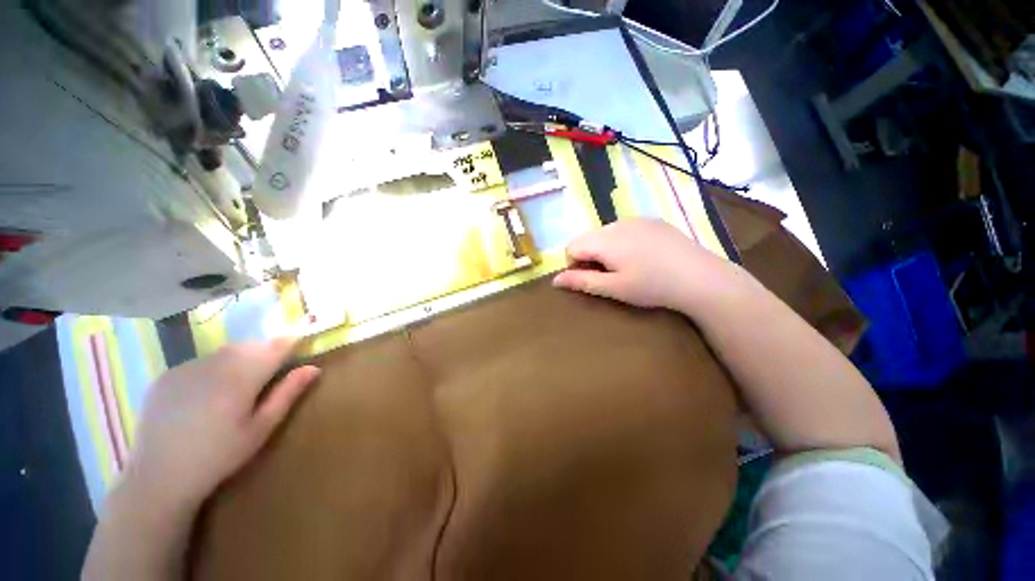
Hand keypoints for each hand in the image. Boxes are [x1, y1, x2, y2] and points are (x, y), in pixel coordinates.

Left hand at [123, 338, 319, 510]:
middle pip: (250, 345)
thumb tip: (313, 368)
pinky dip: (213, 368)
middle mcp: (214, 364)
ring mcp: (186, 367)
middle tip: (269, 373)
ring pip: (225, 351)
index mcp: (241, 377)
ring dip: (240, 359)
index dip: (290, 344)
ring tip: (239, 385)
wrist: (159, 476)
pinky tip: (207, 394)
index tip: (299, 349)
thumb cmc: (220, 456)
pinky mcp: (167, 375)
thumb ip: (288, 394)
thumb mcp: (262, 428)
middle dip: (265, 352)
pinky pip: (200, 361)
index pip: (275, 346)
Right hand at [553, 218, 736, 311]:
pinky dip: (622, 241)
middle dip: (589, 256)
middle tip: (610, 275)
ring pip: (604, 233)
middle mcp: (616, 223)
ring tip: (627, 266)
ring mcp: (636, 219)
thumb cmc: (652, 286)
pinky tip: (642, 256)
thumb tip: (555, 280)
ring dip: (605, 249)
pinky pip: (624, 228)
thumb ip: (581, 281)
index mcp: (604, 240)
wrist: (700, 277)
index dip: (574, 264)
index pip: (571, 246)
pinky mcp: (651, 220)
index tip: (592, 279)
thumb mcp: (613, 288)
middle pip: (587, 238)